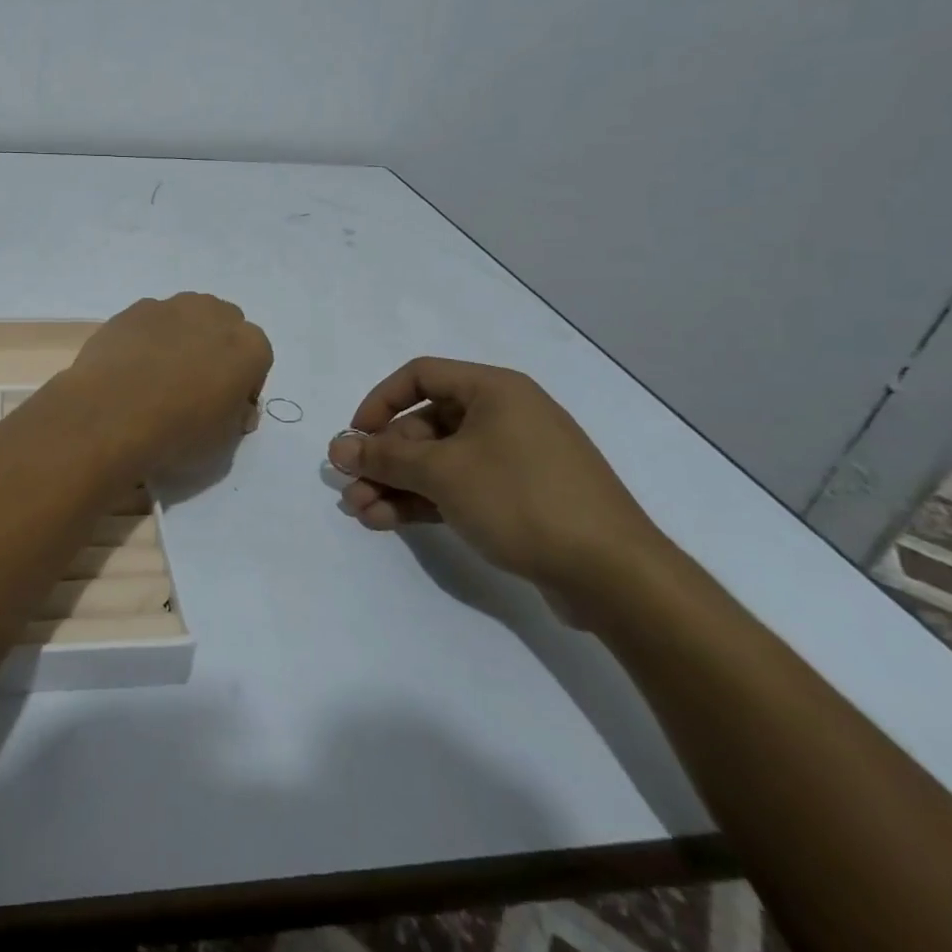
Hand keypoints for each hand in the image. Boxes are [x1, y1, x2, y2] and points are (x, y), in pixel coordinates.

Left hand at [53, 294, 271, 481]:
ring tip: (160, 374)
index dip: (242, 385)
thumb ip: (236, 415)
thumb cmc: (178, 432)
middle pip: (224, 327)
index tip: (225, 407)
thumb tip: (234, 406)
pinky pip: (151, 321)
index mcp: (249, 346)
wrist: (111, 415)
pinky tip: (132, 366)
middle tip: (195, 385)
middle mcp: (216, 315)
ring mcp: (172, 307)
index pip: (257, 360)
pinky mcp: (135, 309)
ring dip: (183, 338)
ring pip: (187, 317)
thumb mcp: (223, 442)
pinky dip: (148, 338)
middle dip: (216, 350)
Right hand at [326, 357, 669, 609]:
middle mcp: (504, 416)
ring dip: (396, 485)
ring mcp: (514, 459)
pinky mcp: (520, 499)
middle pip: (424, 425)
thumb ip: (384, 458)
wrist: (614, 576)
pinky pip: (459, 488)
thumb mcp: (442, 473)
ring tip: (361, 512)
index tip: (355, 438)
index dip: (379, 402)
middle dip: (383, 459)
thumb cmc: (521, 499)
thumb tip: (338, 448)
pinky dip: (424, 501)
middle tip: (351, 486)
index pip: (419, 376)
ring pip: (438, 462)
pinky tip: (388, 522)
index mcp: (494, 390)